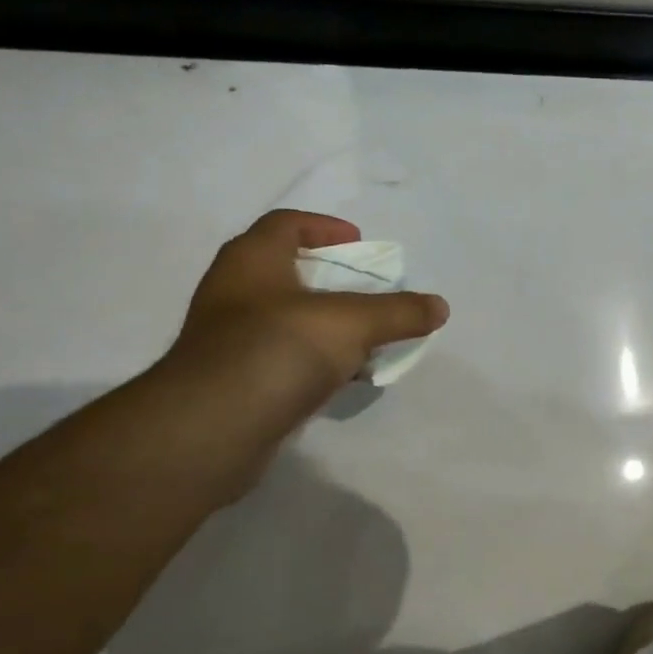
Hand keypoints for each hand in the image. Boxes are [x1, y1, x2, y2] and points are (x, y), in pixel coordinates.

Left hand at [166, 209, 448, 404]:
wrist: (212, 429)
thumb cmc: (278, 350)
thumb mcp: (351, 324)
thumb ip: (399, 312)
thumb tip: (440, 307)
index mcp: (252, 261)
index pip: (286, 224)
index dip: (324, 227)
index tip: (359, 243)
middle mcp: (234, 292)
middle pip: (289, 271)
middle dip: (333, 279)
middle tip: (371, 291)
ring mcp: (231, 339)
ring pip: (288, 319)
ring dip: (327, 324)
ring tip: (367, 337)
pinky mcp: (236, 380)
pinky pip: (284, 357)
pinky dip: (316, 360)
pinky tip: (344, 377)